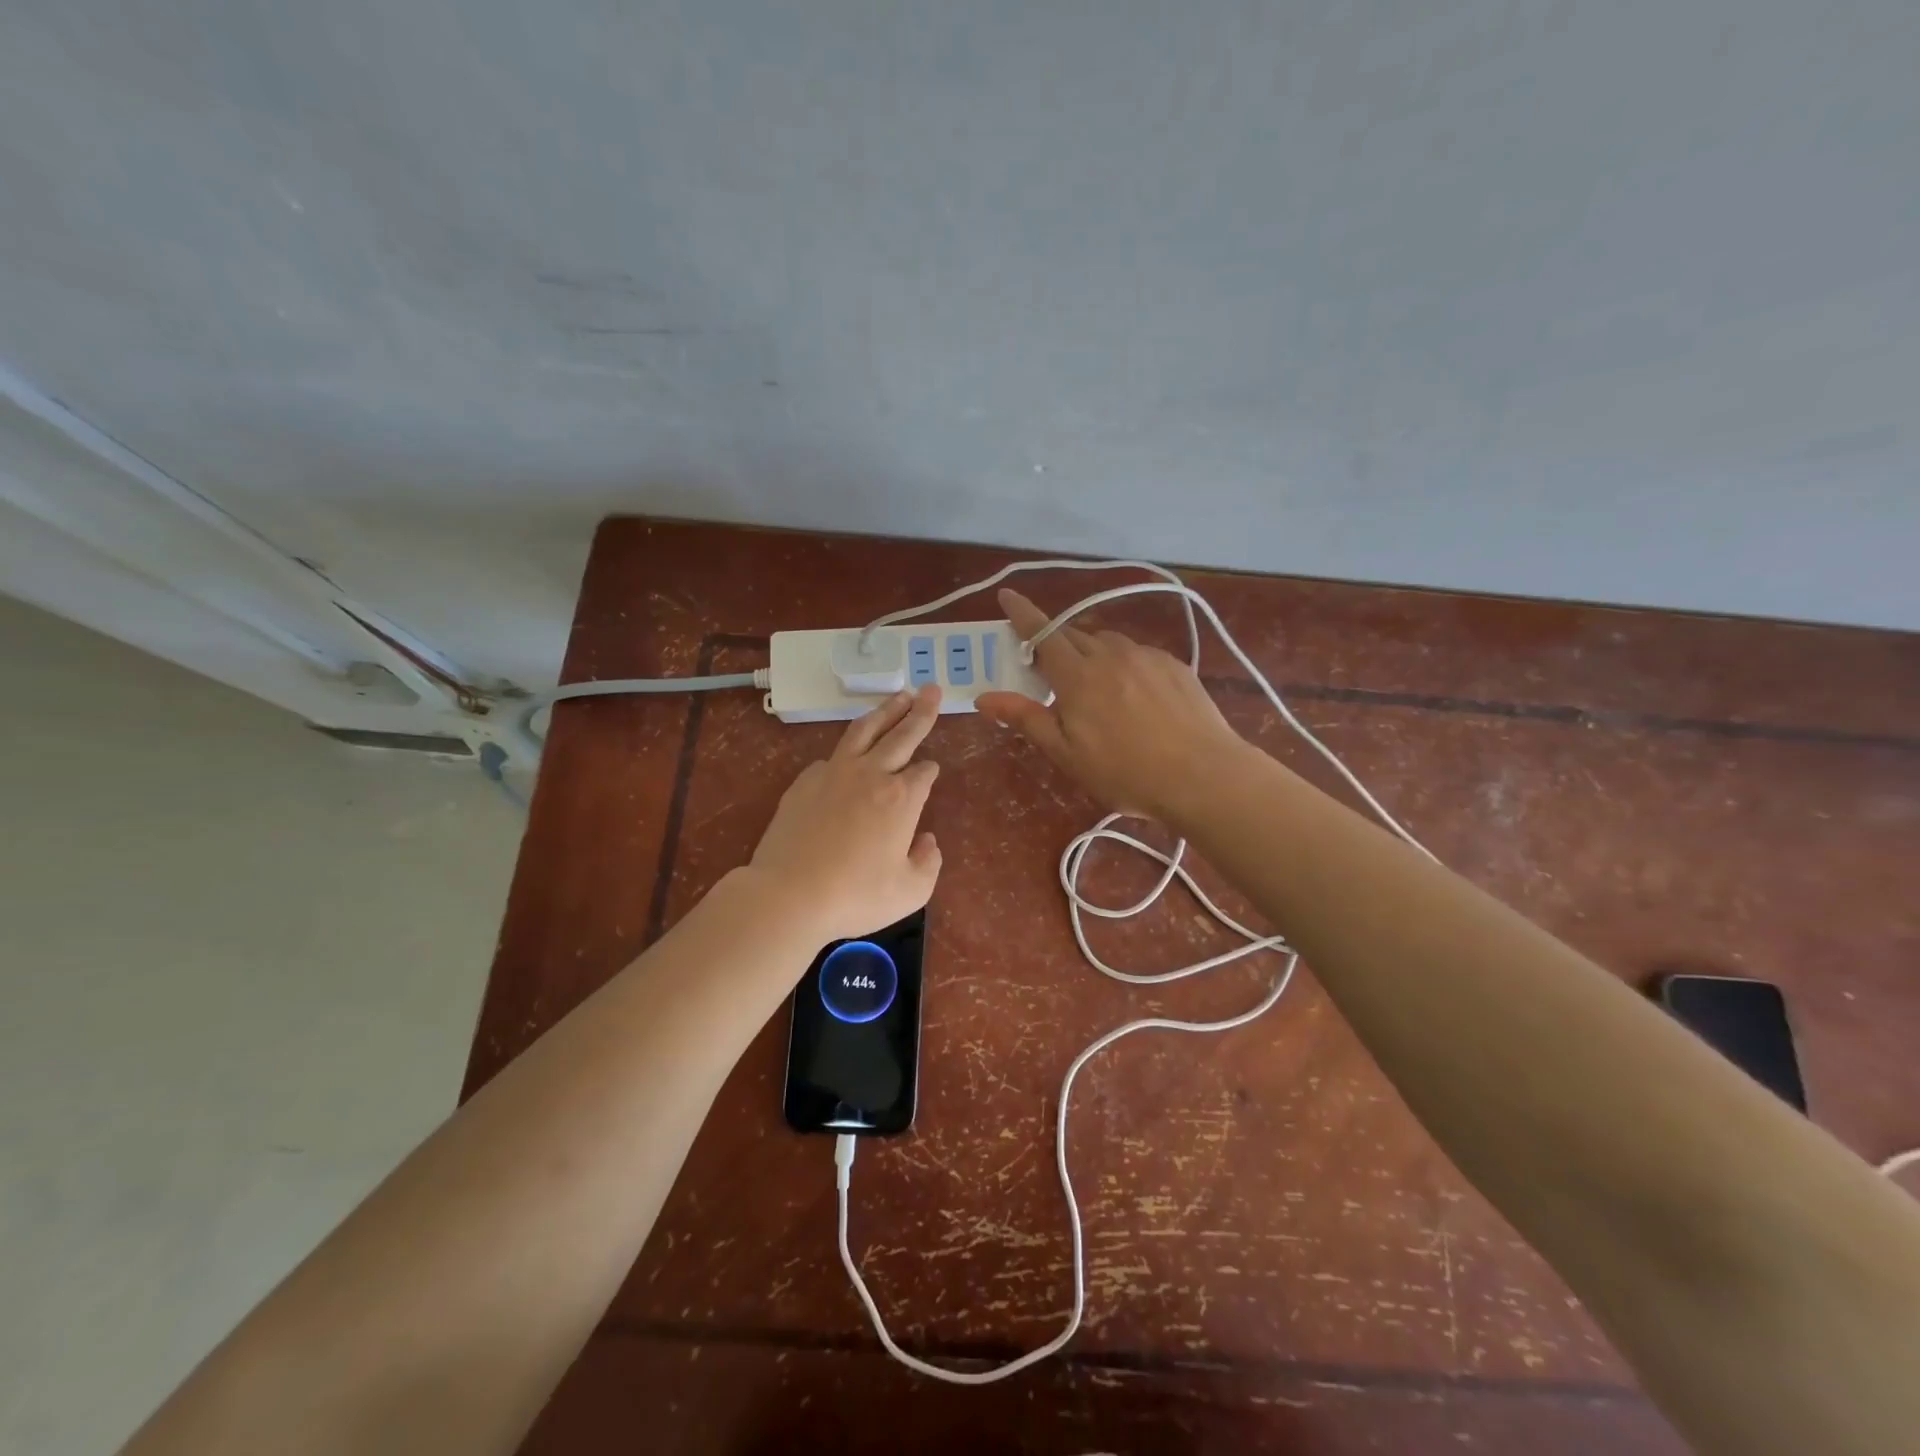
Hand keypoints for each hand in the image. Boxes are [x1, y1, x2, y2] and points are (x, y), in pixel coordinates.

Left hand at [747, 684, 944, 940]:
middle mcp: (871, 775)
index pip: (923, 773)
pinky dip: (846, 749)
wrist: (789, 894)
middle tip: (932, 689)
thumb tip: (927, 840)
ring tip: (899, 695)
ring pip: (864, 731)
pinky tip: (849, 751)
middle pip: (901, 735)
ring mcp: (834, 774)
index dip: (930, 771)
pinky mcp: (804, 782)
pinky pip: (831, 757)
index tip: (932, 770)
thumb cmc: (855, 896)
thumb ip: (928, 863)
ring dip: (885, 710)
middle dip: (920, 711)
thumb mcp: (910, 892)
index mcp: (902, 799)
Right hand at [977, 588, 1247, 822]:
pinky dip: (1122, 663)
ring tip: (1093, 685)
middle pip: (1073, 635)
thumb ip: (1026, 719)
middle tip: (1047, 668)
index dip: (1021, 613)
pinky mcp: (1173, 664)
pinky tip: (1132, 695)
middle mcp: (1110, 654)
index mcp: (1078, 676)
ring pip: (1106, 642)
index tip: (1006, 596)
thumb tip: (985, 697)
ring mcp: (1146, 656)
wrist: (1204, 776)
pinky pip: (1136, 653)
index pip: (1041, 633)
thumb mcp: (1067, 753)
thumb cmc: (1126, 772)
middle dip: (1054, 643)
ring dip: (1090, 653)